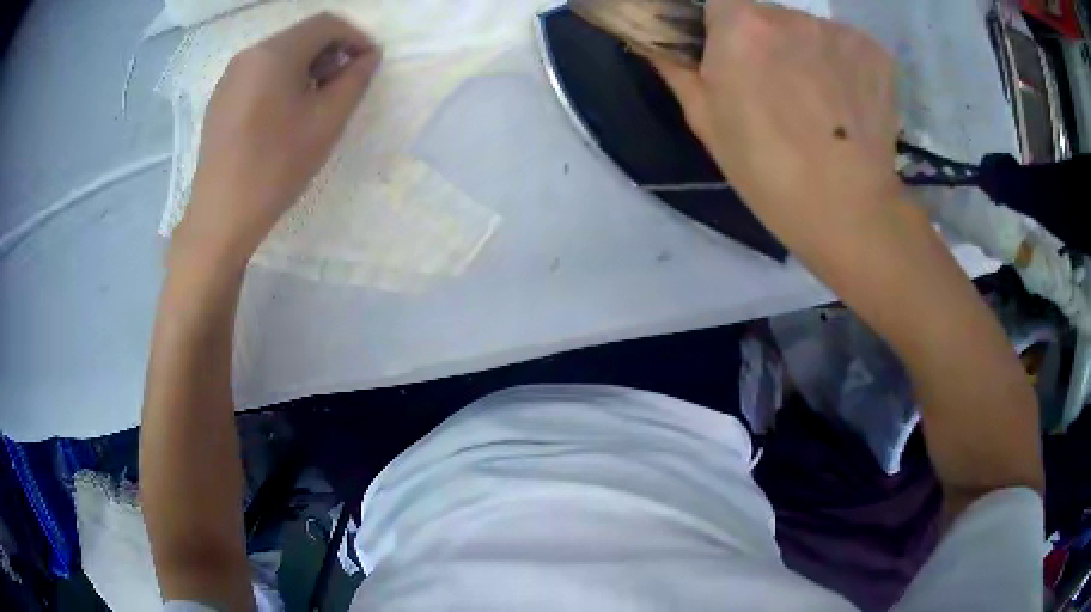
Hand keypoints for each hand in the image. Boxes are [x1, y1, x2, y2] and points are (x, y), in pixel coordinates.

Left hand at [175, 13, 381, 265]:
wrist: (221, 216)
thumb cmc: (276, 166)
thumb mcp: (326, 121)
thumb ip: (354, 80)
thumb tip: (368, 57)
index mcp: (274, 53)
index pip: (326, 24)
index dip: (355, 38)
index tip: (368, 65)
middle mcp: (248, 55)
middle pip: (300, 37)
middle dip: (330, 53)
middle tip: (343, 87)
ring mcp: (229, 78)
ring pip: (279, 56)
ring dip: (306, 67)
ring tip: (315, 103)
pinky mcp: (220, 100)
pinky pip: (259, 75)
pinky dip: (281, 81)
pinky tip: (285, 115)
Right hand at [652, 0, 903, 267]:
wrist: (849, 210)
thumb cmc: (766, 170)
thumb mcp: (705, 121)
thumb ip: (676, 66)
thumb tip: (656, 40)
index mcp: (739, 24)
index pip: (721, 3)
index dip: (724, 29)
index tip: (732, 61)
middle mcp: (789, 14)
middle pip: (768, 14)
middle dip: (766, 41)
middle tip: (777, 91)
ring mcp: (838, 32)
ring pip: (809, 31)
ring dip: (806, 53)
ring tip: (818, 104)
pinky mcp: (876, 52)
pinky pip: (845, 46)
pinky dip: (842, 65)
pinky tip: (845, 105)